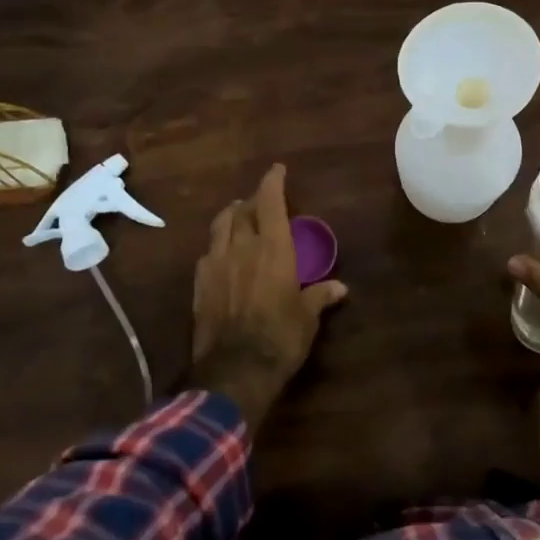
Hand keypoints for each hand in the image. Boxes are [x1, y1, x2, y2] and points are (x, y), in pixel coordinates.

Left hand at [187, 163, 346, 427]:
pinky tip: (222, 255)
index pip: (270, 202)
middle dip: (251, 201)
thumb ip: (320, 296)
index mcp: (273, 248)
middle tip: (260, 202)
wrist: (235, 370)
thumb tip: (340, 288)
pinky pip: (207, 253)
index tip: (277, 170)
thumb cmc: (281, 338)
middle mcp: (242, 247)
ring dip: (231, 217)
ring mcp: (216, 264)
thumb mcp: (307, 317)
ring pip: (220, 226)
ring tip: (238, 217)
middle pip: (242, 210)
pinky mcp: (199, 284)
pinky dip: (217, 246)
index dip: (273, 182)